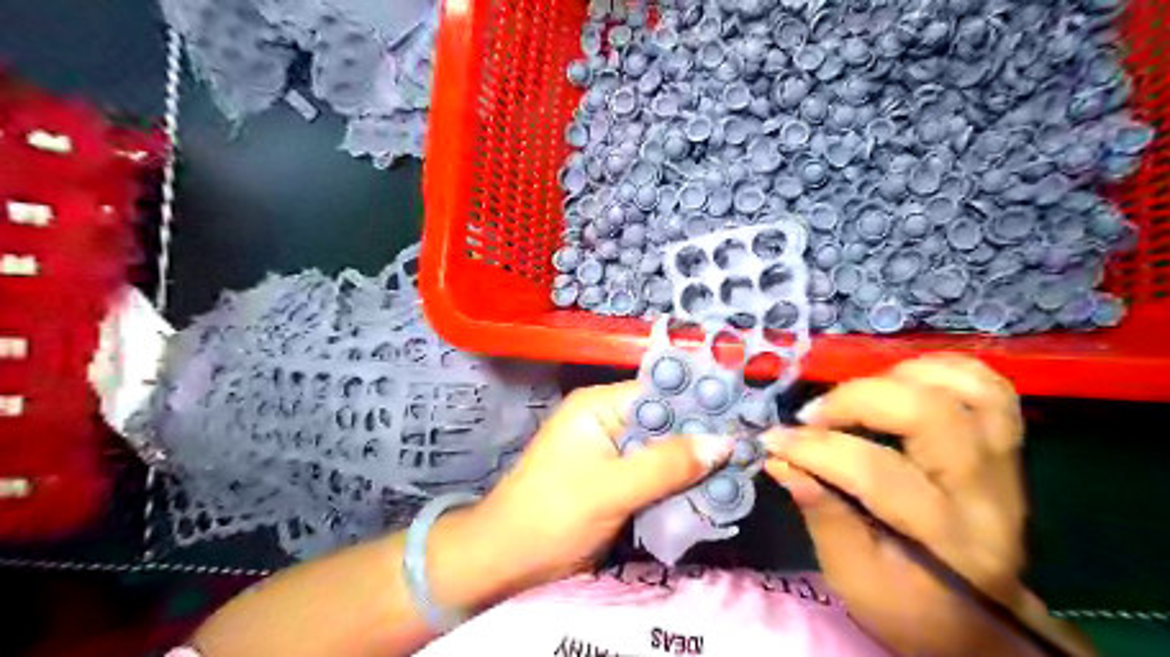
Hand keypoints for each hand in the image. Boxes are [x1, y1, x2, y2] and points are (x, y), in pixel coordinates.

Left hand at [472, 383, 727, 593]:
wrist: (505, 562)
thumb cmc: (552, 515)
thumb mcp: (612, 488)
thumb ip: (667, 464)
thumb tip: (724, 441)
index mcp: (599, 407)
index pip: (659, 393)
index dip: (700, 403)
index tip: (742, 416)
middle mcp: (607, 422)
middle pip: (665, 422)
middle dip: (702, 437)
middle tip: (748, 448)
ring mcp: (611, 454)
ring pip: (663, 451)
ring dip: (694, 464)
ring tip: (740, 471)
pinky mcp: (615, 482)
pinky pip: (655, 476)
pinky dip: (679, 485)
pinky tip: (710, 492)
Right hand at [764, 357, 1025, 654]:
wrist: (980, 627)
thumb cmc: (910, 609)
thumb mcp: (853, 580)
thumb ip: (820, 516)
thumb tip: (780, 460)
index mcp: (948, 539)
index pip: (877, 473)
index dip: (816, 449)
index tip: (773, 440)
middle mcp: (988, 495)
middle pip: (931, 415)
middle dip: (855, 401)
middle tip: (813, 415)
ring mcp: (1005, 466)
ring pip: (970, 390)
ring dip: (901, 377)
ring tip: (856, 394)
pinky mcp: (1005, 449)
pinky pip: (987, 388)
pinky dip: (938, 370)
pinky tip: (897, 382)